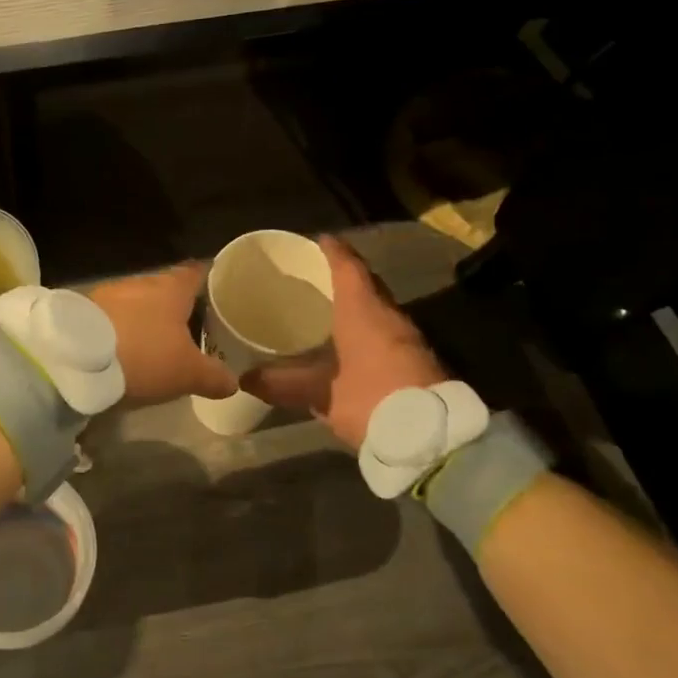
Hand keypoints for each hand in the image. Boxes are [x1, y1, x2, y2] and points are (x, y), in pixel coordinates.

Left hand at [87, 263, 236, 404]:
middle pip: (167, 289)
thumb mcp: (187, 373)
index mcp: (172, 287)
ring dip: (146, 319)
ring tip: (157, 342)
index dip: (212, 281)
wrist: (75, 359)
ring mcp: (109, 293)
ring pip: (137, 302)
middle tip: (193, 327)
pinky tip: (125, 348)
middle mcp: (142, 282)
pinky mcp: (84, 310)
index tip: (221, 293)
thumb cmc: (143, 356)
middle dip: (178, 307)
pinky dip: (122, 329)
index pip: (198, 272)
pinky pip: (113, 316)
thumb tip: (233, 381)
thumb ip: (214, 375)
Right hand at [245, 236, 447, 450]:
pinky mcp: (417, 360)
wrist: (433, 437)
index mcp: (364, 311)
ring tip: (328, 308)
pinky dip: (367, 327)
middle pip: (367, 284)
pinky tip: (350, 344)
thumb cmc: (371, 399)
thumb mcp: (320, 394)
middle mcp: (389, 315)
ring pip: (379, 308)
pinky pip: (386, 330)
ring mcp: (408, 338)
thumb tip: (245, 378)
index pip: (348, 267)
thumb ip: (281, 384)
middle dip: (343, 276)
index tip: (317, 240)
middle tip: (315, 276)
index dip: (333, 251)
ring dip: (357, 304)